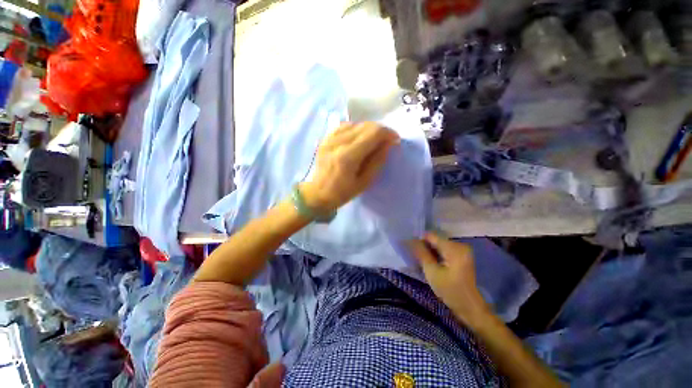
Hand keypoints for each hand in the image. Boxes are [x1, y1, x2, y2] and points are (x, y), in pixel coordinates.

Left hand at [301, 122, 398, 211]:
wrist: (317, 193)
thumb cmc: (342, 192)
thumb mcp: (364, 182)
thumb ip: (377, 161)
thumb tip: (389, 143)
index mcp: (348, 156)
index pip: (373, 133)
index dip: (388, 133)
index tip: (395, 140)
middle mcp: (338, 142)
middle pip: (366, 125)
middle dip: (380, 131)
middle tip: (385, 142)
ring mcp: (329, 138)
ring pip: (356, 123)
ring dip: (369, 130)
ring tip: (372, 141)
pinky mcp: (325, 138)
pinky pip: (345, 125)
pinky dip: (356, 129)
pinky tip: (358, 138)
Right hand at [409, 232, 490, 325]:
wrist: (470, 307)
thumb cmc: (450, 291)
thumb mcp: (432, 272)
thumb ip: (421, 253)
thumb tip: (410, 240)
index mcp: (454, 248)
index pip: (430, 236)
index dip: (418, 240)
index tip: (410, 249)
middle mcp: (459, 245)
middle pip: (435, 240)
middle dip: (424, 247)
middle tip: (416, 258)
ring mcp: (461, 250)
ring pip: (438, 245)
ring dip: (429, 251)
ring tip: (422, 261)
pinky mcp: (461, 256)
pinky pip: (444, 250)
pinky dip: (436, 255)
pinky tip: (431, 263)